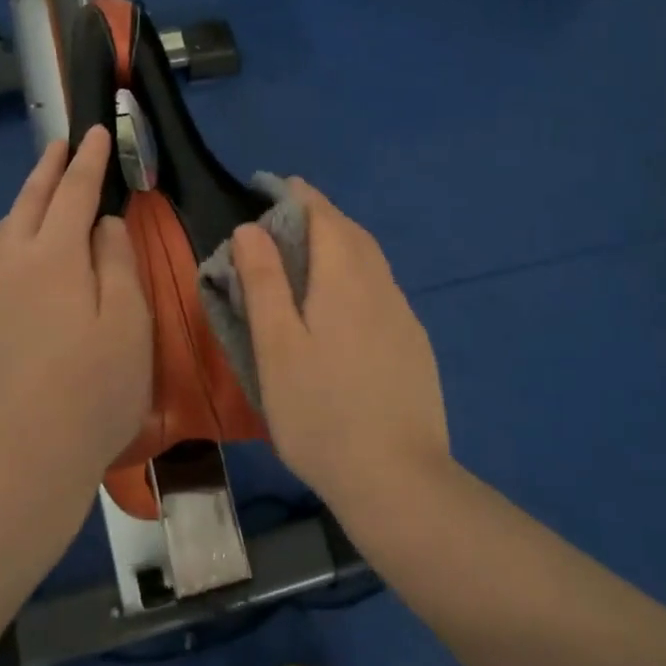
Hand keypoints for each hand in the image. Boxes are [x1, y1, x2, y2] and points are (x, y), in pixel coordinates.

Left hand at [0, 127, 151, 504]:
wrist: (19, 467)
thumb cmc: (93, 394)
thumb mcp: (129, 324)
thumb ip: (118, 262)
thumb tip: (104, 223)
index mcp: (53, 258)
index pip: (74, 193)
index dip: (87, 160)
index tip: (92, 132)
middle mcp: (4, 266)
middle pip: (26, 204)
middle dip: (45, 170)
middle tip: (57, 146)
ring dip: (17, 214)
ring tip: (33, 208)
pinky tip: (8, 288)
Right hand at [232, 181, 450, 523]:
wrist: (398, 480)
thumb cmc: (321, 411)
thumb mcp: (276, 346)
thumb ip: (264, 282)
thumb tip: (250, 228)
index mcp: (345, 279)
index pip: (324, 216)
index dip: (299, 195)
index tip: (275, 185)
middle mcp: (381, 286)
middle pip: (352, 233)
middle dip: (321, 215)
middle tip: (287, 217)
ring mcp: (403, 317)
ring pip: (371, 261)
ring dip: (342, 243)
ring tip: (311, 253)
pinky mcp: (414, 345)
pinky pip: (382, 290)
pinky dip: (358, 275)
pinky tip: (344, 304)